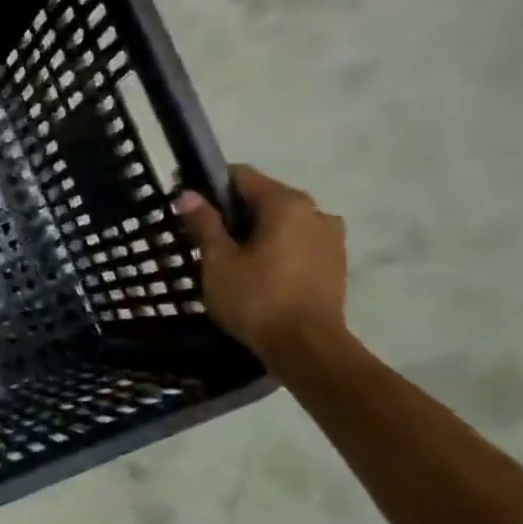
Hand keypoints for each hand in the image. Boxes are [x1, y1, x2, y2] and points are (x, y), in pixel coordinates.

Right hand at [175, 165, 348, 368]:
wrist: (306, 346)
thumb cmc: (256, 299)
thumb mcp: (218, 262)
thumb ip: (204, 224)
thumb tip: (187, 194)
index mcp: (287, 204)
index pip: (242, 177)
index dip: (210, 187)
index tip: (189, 207)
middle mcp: (316, 211)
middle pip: (264, 199)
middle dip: (234, 214)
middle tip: (204, 240)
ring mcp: (331, 237)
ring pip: (283, 223)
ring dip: (256, 234)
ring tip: (230, 261)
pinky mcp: (335, 263)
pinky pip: (297, 244)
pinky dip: (276, 250)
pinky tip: (257, 275)